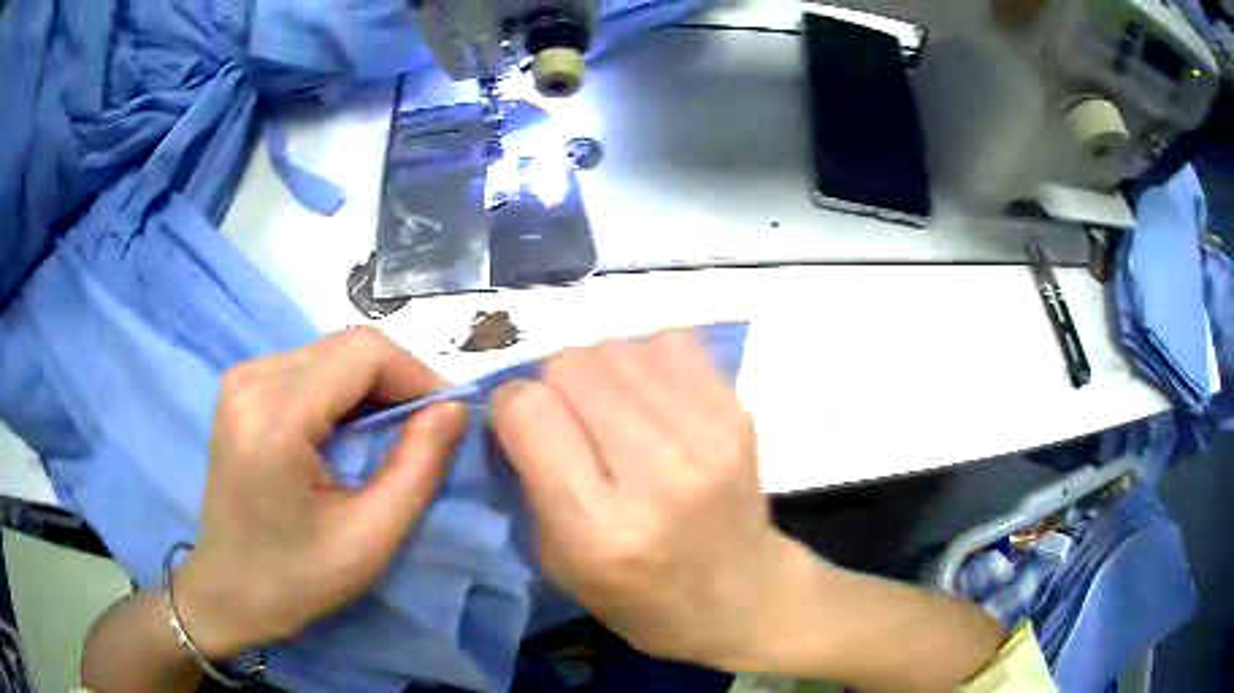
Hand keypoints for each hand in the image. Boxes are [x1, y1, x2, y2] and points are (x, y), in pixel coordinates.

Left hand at [175, 328, 467, 658]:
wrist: (228, 590)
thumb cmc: (296, 578)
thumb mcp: (369, 538)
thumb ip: (417, 467)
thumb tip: (455, 408)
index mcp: (275, 415)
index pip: (364, 351)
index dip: (417, 374)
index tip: (447, 418)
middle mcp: (252, 378)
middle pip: (347, 345)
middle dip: (397, 380)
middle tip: (424, 430)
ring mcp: (242, 378)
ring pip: (330, 352)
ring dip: (371, 386)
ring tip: (388, 437)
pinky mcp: (241, 387)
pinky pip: (308, 366)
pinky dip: (342, 391)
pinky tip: (347, 432)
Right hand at [491, 331, 804, 668]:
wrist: (741, 594)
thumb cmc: (640, 594)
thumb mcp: (558, 562)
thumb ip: (528, 478)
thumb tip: (514, 399)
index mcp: (598, 529)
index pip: (529, 411)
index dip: (511, 406)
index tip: (520, 424)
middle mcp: (658, 475)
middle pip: (572, 365)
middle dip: (553, 384)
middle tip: (568, 418)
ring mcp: (707, 437)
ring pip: (618, 347)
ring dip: (600, 371)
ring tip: (612, 409)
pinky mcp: (739, 413)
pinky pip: (671, 344)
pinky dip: (647, 361)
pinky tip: (652, 398)